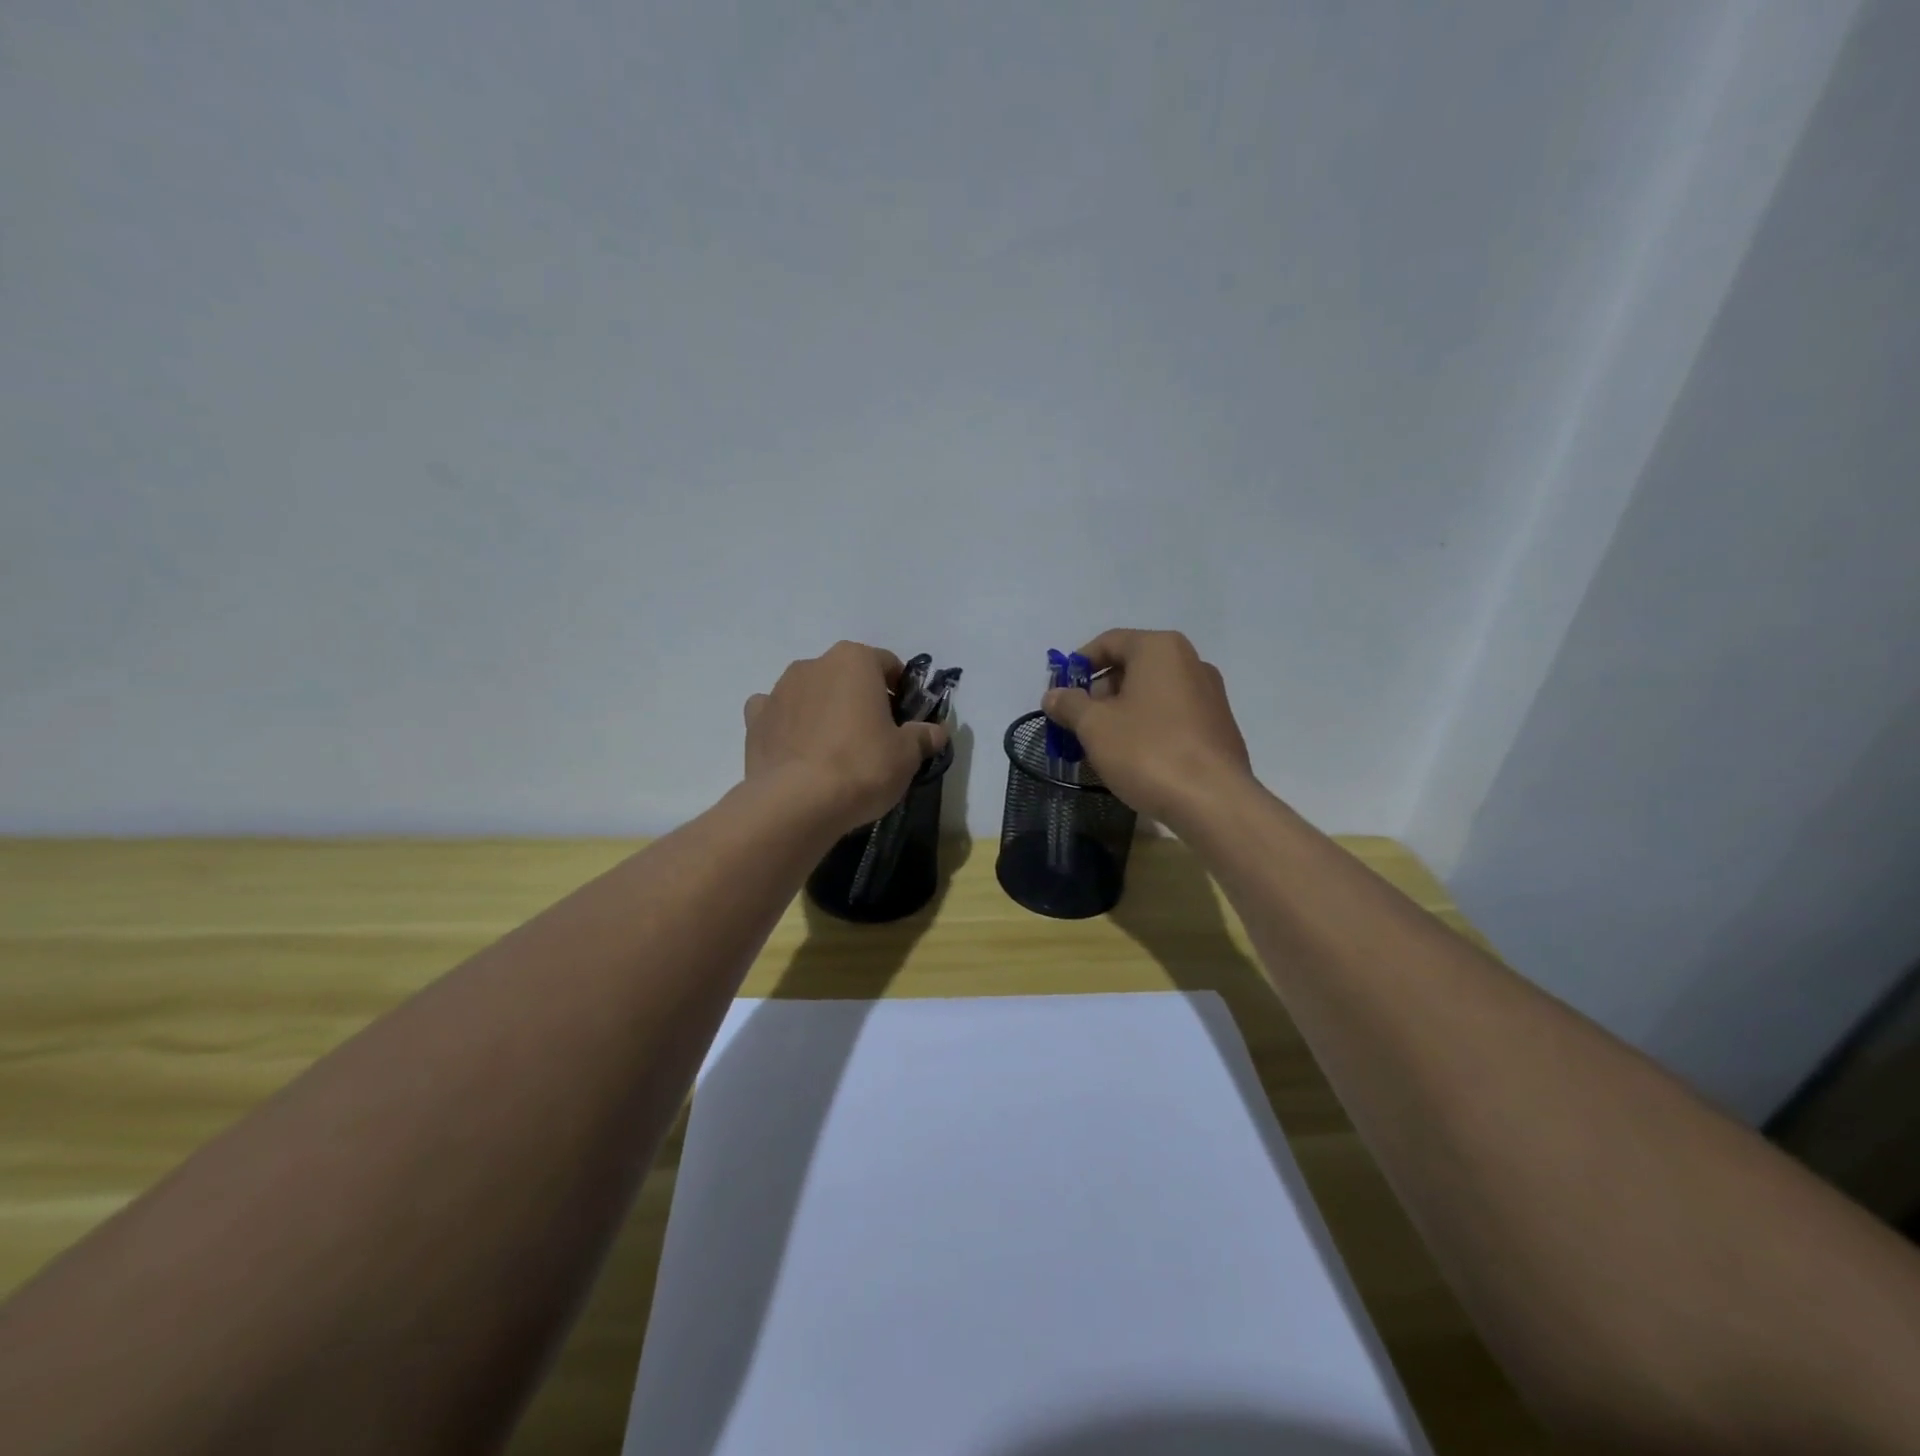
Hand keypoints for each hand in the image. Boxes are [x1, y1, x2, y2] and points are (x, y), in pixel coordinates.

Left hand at [744, 641, 948, 836]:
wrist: (797, 802)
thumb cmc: (862, 766)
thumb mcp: (907, 755)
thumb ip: (922, 736)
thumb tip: (935, 732)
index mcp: (854, 660)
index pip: (887, 664)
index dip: (900, 690)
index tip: (905, 719)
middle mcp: (813, 664)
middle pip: (846, 675)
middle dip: (860, 698)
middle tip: (874, 736)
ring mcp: (779, 690)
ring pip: (811, 692)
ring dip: (824, 709)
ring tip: (834, 750)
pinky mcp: (754, 720)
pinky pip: (777, 714)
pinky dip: (788, 725)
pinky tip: (798, 751)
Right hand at [1041, 629, 1254, 828]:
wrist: (1213, 801)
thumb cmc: (1147, 751)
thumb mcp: (1095, 726)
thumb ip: (1070, 705)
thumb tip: (1053, 695)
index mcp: (1160, 649)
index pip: (1109, 642)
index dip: (1078, 665)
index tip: (1060, 693)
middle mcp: (1191, 661)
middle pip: (1132, 666)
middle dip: (1099, 692)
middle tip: (1079, 723)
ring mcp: (1210, 694)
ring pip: (1152, 693)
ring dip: (1122, 712)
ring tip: (1103, 745)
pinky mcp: (1219, 726)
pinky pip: (1172, 715)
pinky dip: (1148, 727)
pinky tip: (1136, 757)